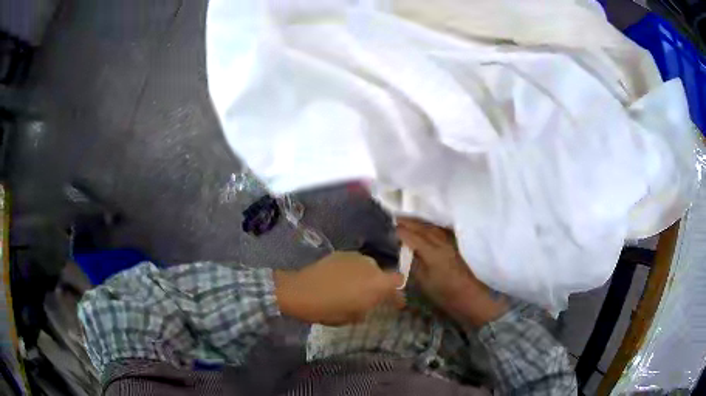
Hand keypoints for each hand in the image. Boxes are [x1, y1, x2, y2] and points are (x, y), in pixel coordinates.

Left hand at [274, 252, 404, 325]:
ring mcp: (356, 257)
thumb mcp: (353, 317)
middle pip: (383, 274)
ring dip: (365, 277)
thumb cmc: (328, 309)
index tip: (395, 304)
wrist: (300, 291)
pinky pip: (354, 263)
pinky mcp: (342, 253)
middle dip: (379, 285)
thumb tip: (369, 305)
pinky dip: (352, 271)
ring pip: (368, 267)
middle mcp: (371, 266)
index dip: (398, 294)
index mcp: (378, 284)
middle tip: (368, 297)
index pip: (398, 283)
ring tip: (352, 287)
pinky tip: (340, 279)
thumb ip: (367, 308)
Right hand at [397, 218, 507, 327]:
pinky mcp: (453, 244)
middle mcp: (441, 242)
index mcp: (432, 252)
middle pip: (422, 227)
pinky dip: (427, 226)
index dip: (400, 231)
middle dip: (407, 222)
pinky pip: (437, 230)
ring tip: (404, 220)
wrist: (470, 296)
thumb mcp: (424, 282)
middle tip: (393, 218)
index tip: (387, 227)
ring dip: (417, 222)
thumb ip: (414, 263)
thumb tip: (404, 250)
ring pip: (430, 226)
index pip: (412, 236)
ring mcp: (449, 242)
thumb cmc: (445, 294)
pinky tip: (422, 226)